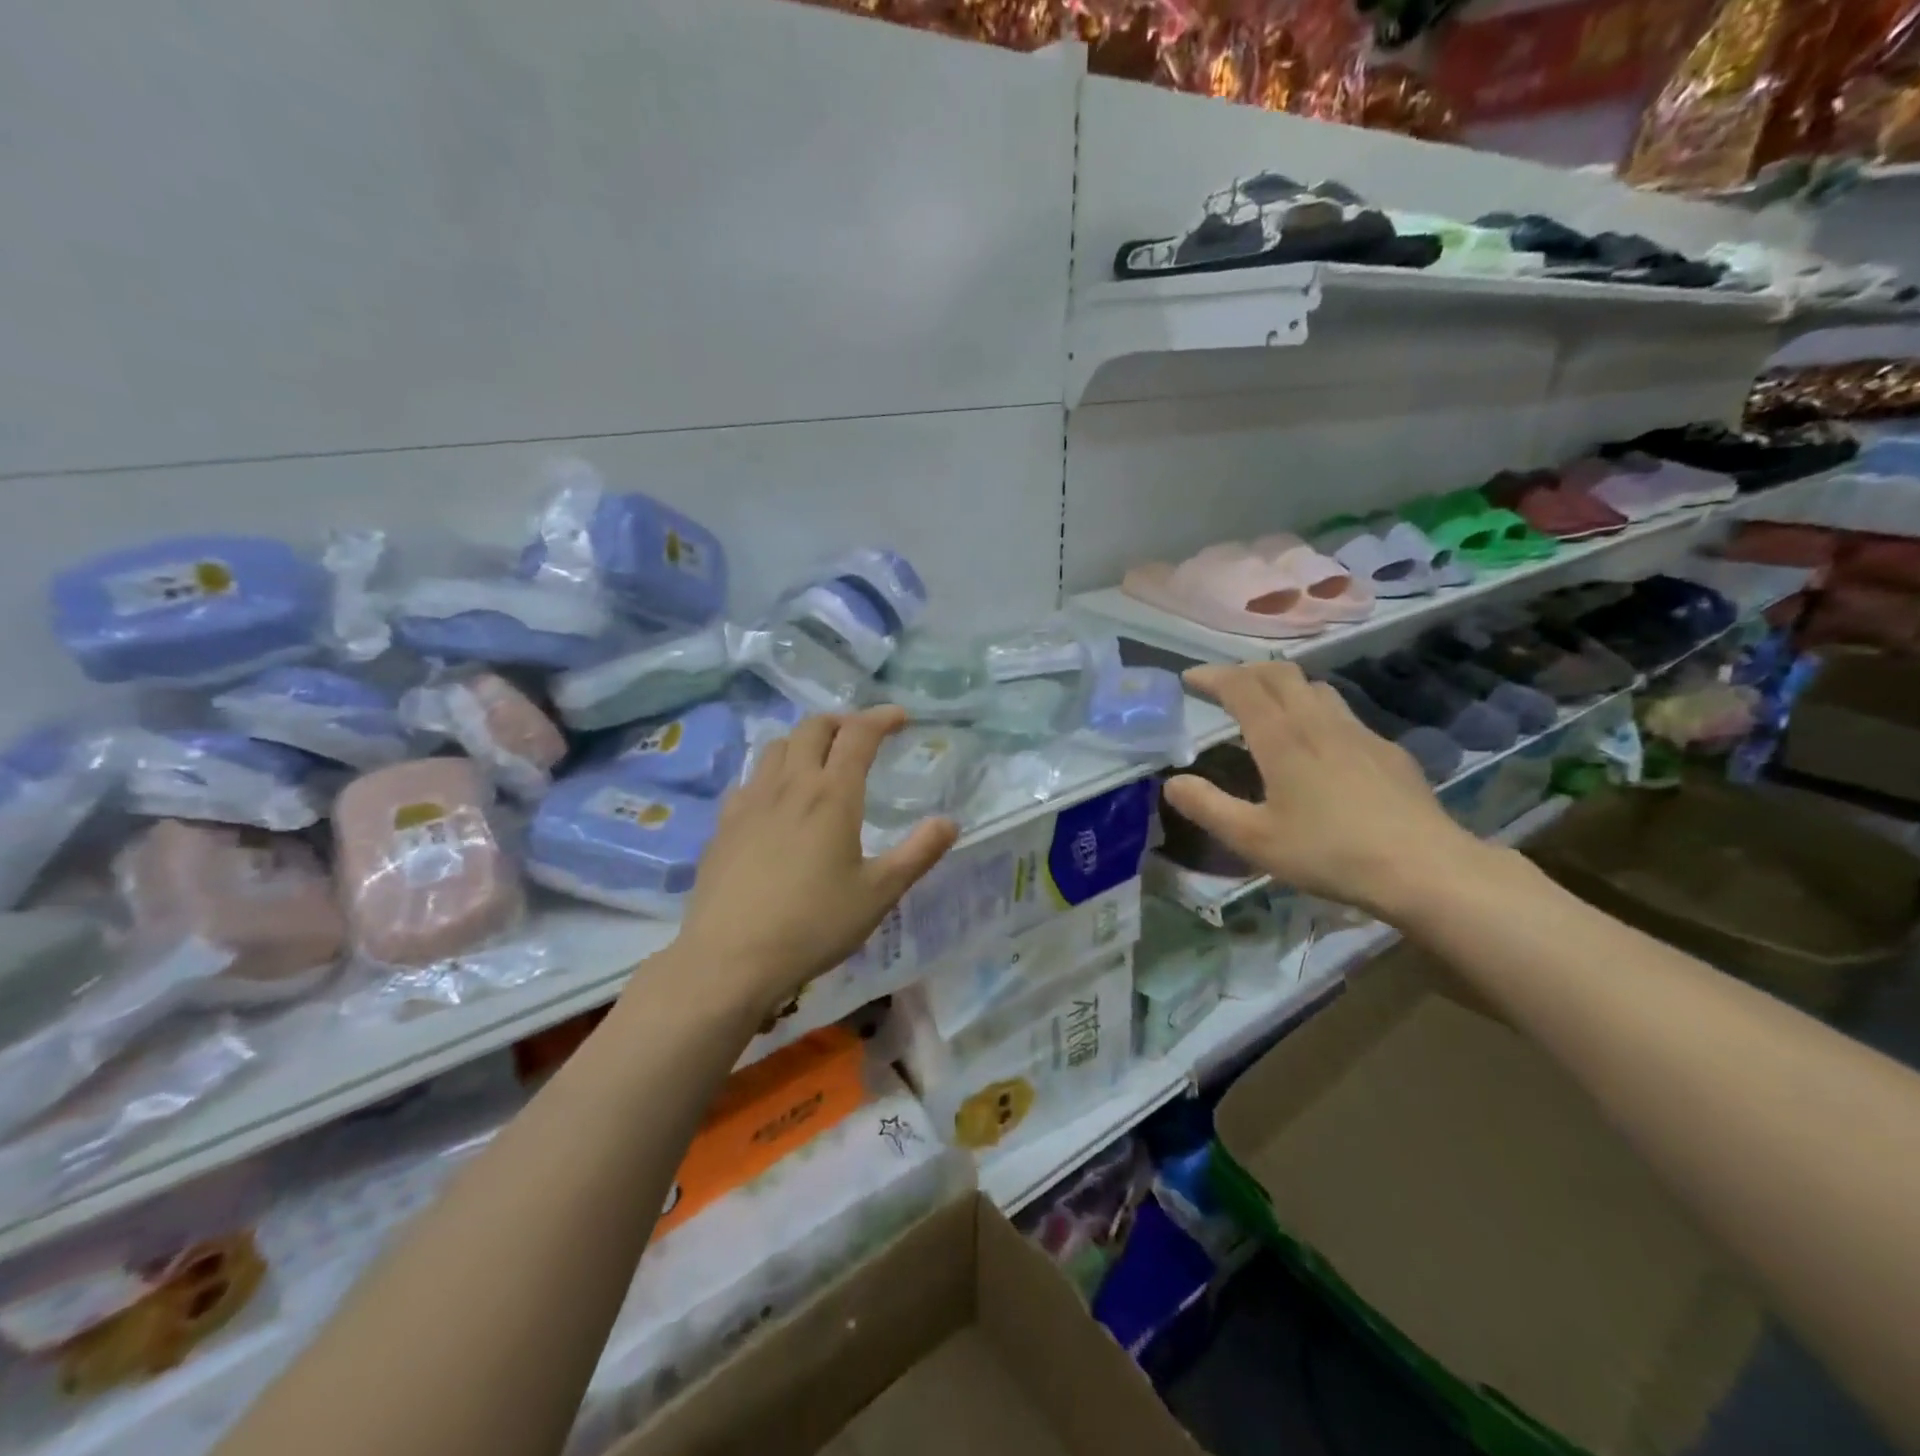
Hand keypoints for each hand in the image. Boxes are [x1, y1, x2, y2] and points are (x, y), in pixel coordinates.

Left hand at [674, 706, 958, 1020]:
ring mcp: (750, 801)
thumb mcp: (878, 894)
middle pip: (813, 728)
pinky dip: (773, 772)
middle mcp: (789, 785)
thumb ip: (918, 854)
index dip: (881, 718)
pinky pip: (750, 778)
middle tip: (861, 738)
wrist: (730, 958)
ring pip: (777, 747)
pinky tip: (777, 800)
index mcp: (832, 795)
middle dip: (842, 722)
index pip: (858, 735)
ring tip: (820, 761)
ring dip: (805, 741)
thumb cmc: (813, 925)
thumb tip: (949, 822)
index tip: (899, 718)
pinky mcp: (724, 823)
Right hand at [1166, 662, 1484, 920]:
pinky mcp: (1387, 751)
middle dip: (1246, 671)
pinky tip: (1319, 747)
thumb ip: (1208, 807)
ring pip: (1316, 688)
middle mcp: (1319, 722)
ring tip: (1268, 707)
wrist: (1424, 868)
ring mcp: (1359, 733)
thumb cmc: (1329, 853)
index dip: (1212, 676)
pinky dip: (1316, 712)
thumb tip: (1173, 782)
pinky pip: (1343, 715)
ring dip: (1283, 686)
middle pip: (1281, 674)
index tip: (1189, 678)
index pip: (1242, 686)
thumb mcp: (1254, 840)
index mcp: (1282, 738)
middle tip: (1224, 687)